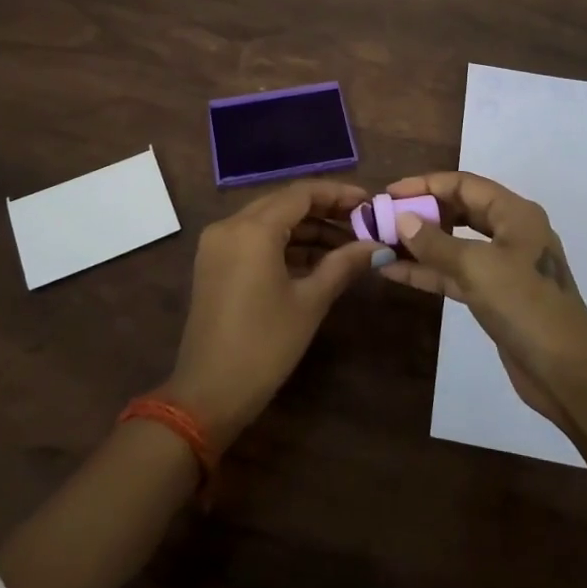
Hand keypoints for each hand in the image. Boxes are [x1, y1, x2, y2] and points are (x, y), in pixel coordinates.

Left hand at [167, 180, 385, 446]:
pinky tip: (315, 259)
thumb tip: (378, 246)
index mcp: (252, 229)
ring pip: (269, 220)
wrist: (209, 394)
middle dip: (324, 210)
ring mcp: (217, 244)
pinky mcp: (214, 263)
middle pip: (284, 202)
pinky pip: (254, 239)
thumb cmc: (265, 345)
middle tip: (361, 222)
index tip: (369, 202)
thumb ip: (344, 264)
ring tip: (346, 244)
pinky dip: (284, 244)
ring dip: (306, 228)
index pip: (301, 193)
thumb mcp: (310, 302)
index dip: (338, 194)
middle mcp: (230, 225)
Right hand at [379, 172, 586, 427]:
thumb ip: (436, 242)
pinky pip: (455, 273)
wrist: (566, 372)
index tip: (389, 193)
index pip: (464, 184)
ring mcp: (503, 266)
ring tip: (381, 241)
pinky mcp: (494, 295)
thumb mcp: (477, 267)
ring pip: (455, 244)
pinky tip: (394, 271)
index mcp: (515, 214)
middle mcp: (511, 232)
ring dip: (420, 244)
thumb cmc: (525, 305)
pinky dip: (428, 271)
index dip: (425, 184)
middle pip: (460, 210)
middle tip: (383, 217)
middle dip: (422, 212)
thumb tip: (402, 219)